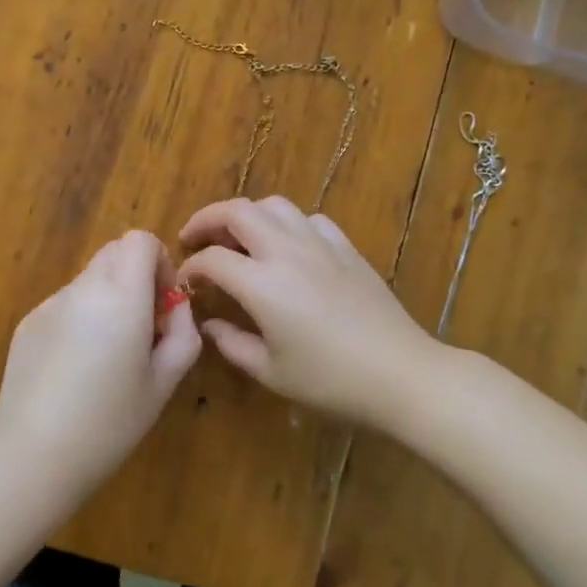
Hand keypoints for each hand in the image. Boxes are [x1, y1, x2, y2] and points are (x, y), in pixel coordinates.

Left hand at [0, 231, 201, 502]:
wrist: (32, 456)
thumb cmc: (109, 423)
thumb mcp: (164, 383)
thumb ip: (182, 332)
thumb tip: (176, 306)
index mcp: (121, 296)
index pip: (140, 240)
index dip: (159, 262)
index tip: (162, 303)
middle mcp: (83, 288)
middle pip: (114, 253)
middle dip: (135, 277)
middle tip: (142, 328)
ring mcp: (50, 304)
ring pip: (90, 280)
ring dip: (108, 299)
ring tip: (106, 358)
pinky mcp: (27, 323)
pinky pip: (65, 305)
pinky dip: (80, 319)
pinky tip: (74, 371)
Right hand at [177, 196, 438, 427]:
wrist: (401, 374)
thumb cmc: (331, 381)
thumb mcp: (271, 372)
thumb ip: (231, 344)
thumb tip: (209, 323)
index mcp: (262, 284)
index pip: (212, 259)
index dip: (191, 267)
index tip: (186, 283)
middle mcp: (286, 251)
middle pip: (237, 211)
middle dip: (207, 219)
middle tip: (194, 238)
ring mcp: (319, 244)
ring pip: (274, 205)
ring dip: (247, 214)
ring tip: (238, 236)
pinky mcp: (346, 247)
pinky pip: (309, 219)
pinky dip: (288, 224)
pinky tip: (288, 246)